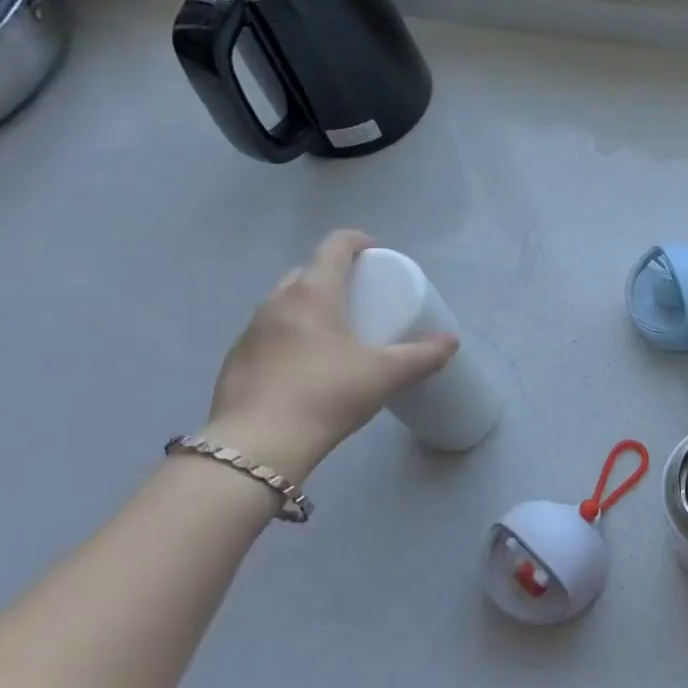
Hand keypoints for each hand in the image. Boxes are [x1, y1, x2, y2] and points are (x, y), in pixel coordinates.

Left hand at [204, 230, 457, 480]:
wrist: (258, 445)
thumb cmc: (327, 394)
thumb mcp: (385, 374)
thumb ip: (422, 355)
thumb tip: (451, 342)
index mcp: (313, 292)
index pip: (334, 246)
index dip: (358, 241)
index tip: (376, 254)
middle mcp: (276, 302)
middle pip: (307, 272)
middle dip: (334, 275)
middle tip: (359, 297)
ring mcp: (251, 331)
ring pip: (284, 303)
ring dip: (309, 306)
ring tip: (334, 332)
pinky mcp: (235, 360)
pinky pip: (269, 334)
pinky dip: (290, 336)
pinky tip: (304, 367)